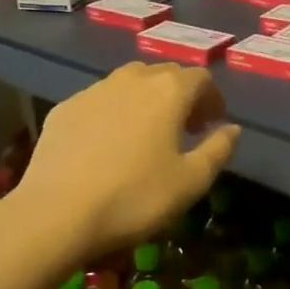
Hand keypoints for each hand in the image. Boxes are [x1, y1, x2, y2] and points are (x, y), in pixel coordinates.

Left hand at [15, 63, 240, 257]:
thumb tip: (233, 129)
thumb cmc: (135, 197)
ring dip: (146, 100)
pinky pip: (99, 101)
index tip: (212, 124)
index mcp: (169, 91)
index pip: (201, 79)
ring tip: (146, 133)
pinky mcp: (65, 108)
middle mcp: (132, 79)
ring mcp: (94, 90)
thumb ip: (219, 149)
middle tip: (184, 128)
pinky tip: (107, 144)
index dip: (212, 98)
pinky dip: (113, 113)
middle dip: (181, 95)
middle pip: (165, 74)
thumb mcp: (191, 181)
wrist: (56, 213)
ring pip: (129, 83)